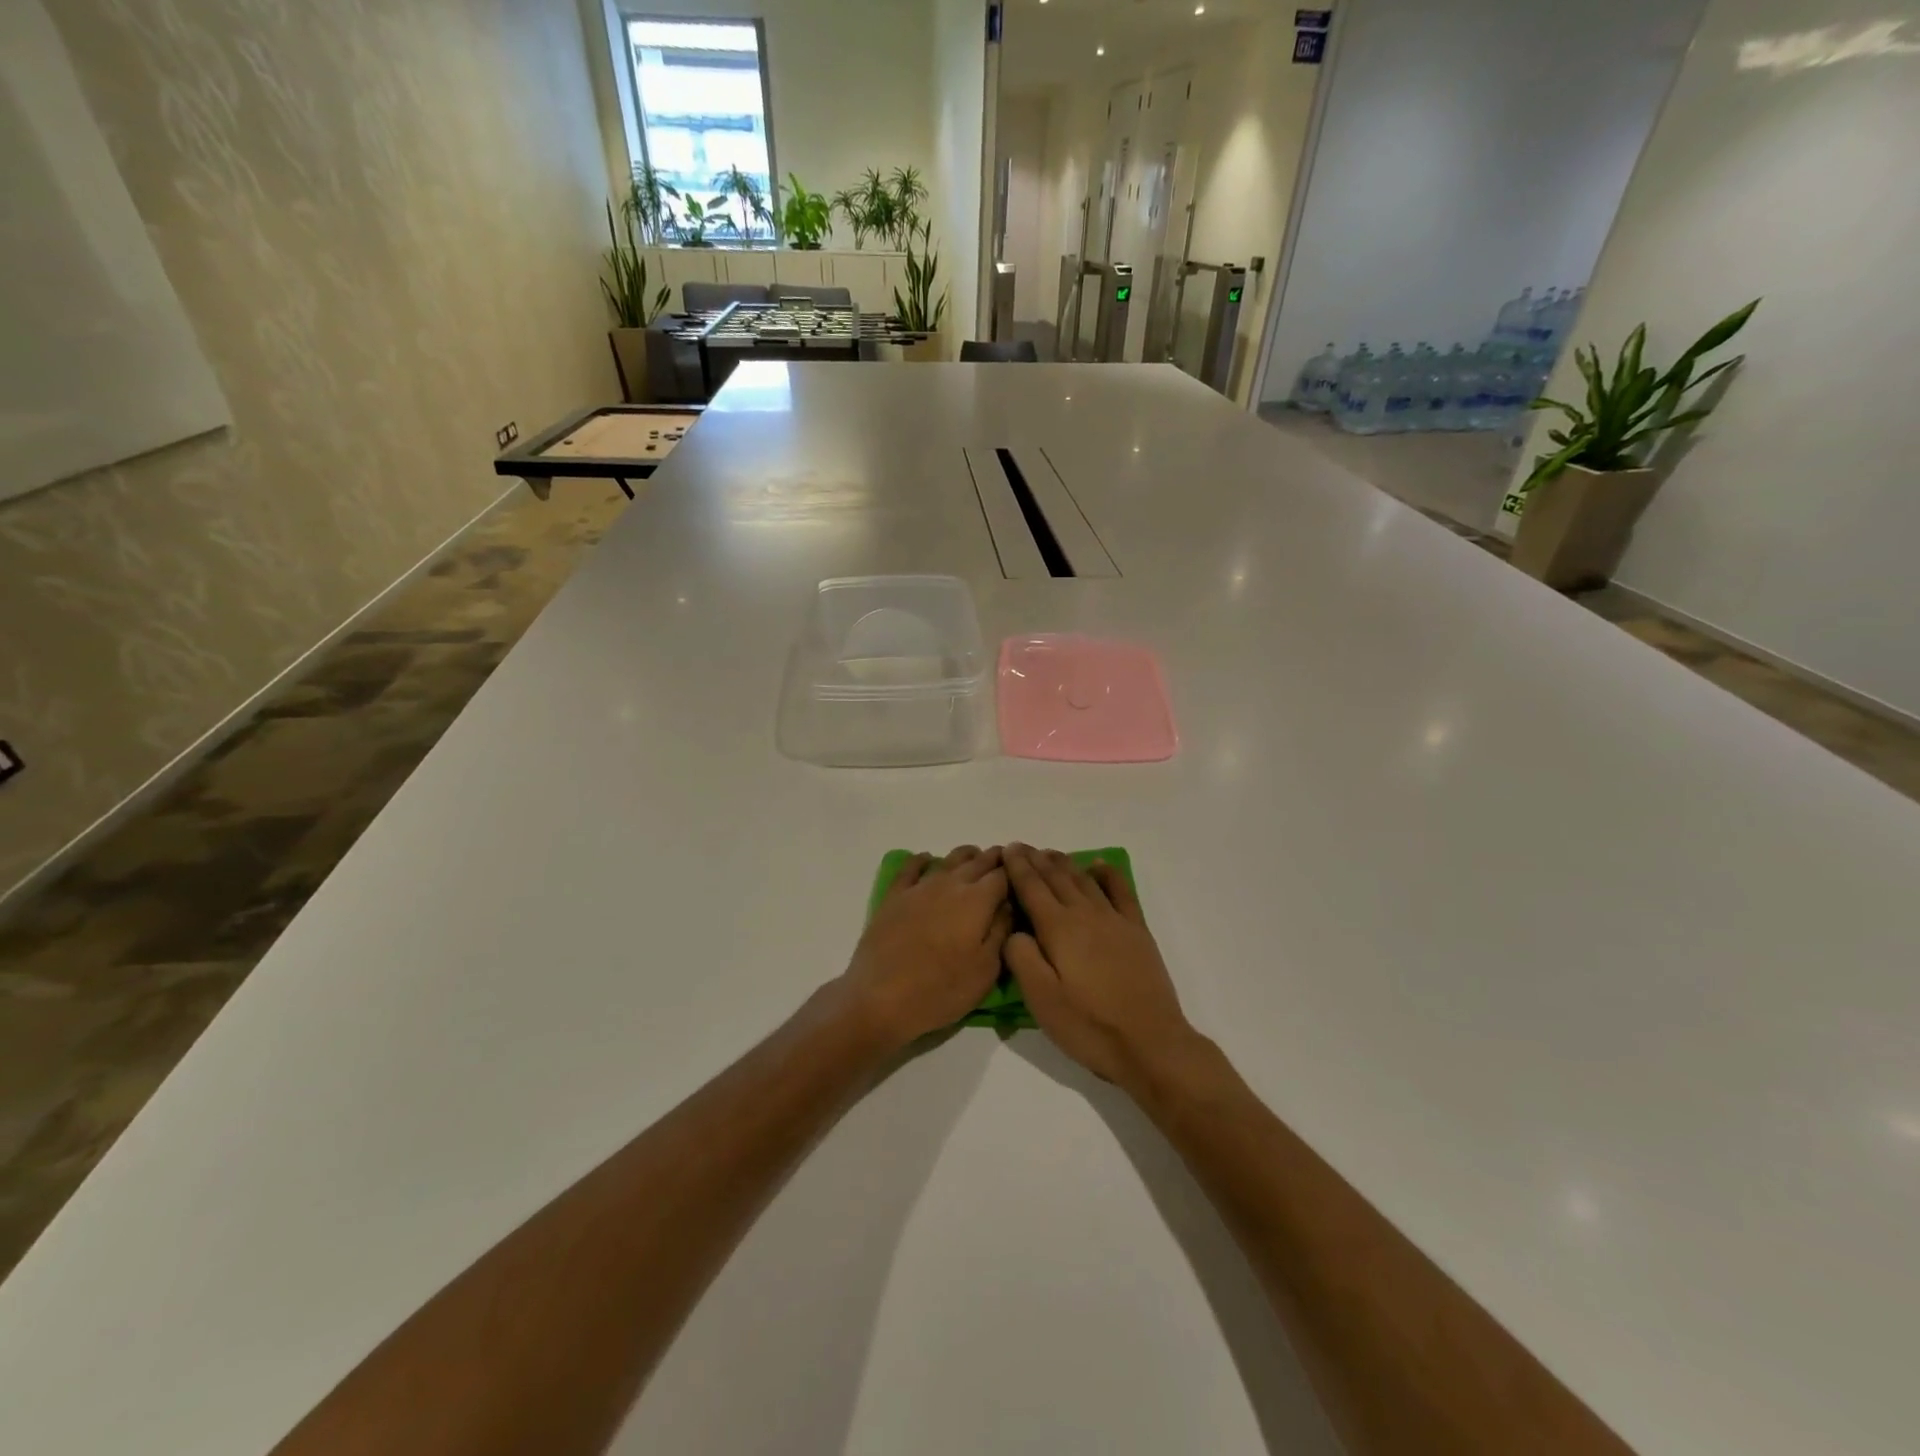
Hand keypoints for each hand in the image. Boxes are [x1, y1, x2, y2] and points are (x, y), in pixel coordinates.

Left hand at [834, 846, 1011, 1052]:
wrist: (881, 997)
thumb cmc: (941, 990)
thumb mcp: (986, 970)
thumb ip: (1001, 931)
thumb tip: (1009, 905)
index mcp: (978, 900)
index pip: (1004, 876)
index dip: (1017, 872)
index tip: (1025, 875)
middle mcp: (951, 884)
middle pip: (979, 862)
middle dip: (996, 859)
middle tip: (1006, 862)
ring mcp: (920, 887)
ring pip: (949, 859)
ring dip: (967, 856)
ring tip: (976, 859)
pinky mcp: (895, 896)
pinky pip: (911, 867)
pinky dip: (924, 859)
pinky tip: (928, 860)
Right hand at [1002, 844, 1199, 1090]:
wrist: (1150, 1043)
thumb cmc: (1089, 1025)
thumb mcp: (1041, 1000)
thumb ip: (1021, 958)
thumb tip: (1013, 930)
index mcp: (1058, 929)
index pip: (1032, 888)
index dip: (1017, 867)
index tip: (1006, 849)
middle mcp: (1085, 914)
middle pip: (1056, 878)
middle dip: (1036, 860)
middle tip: (1021, 847)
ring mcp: (1114, 920)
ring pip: (1084, 880)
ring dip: (1064, 863)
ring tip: (1049, 853)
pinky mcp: (1136, 930)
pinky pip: (1120, 891)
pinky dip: (1107, 874)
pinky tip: (1098, 865)